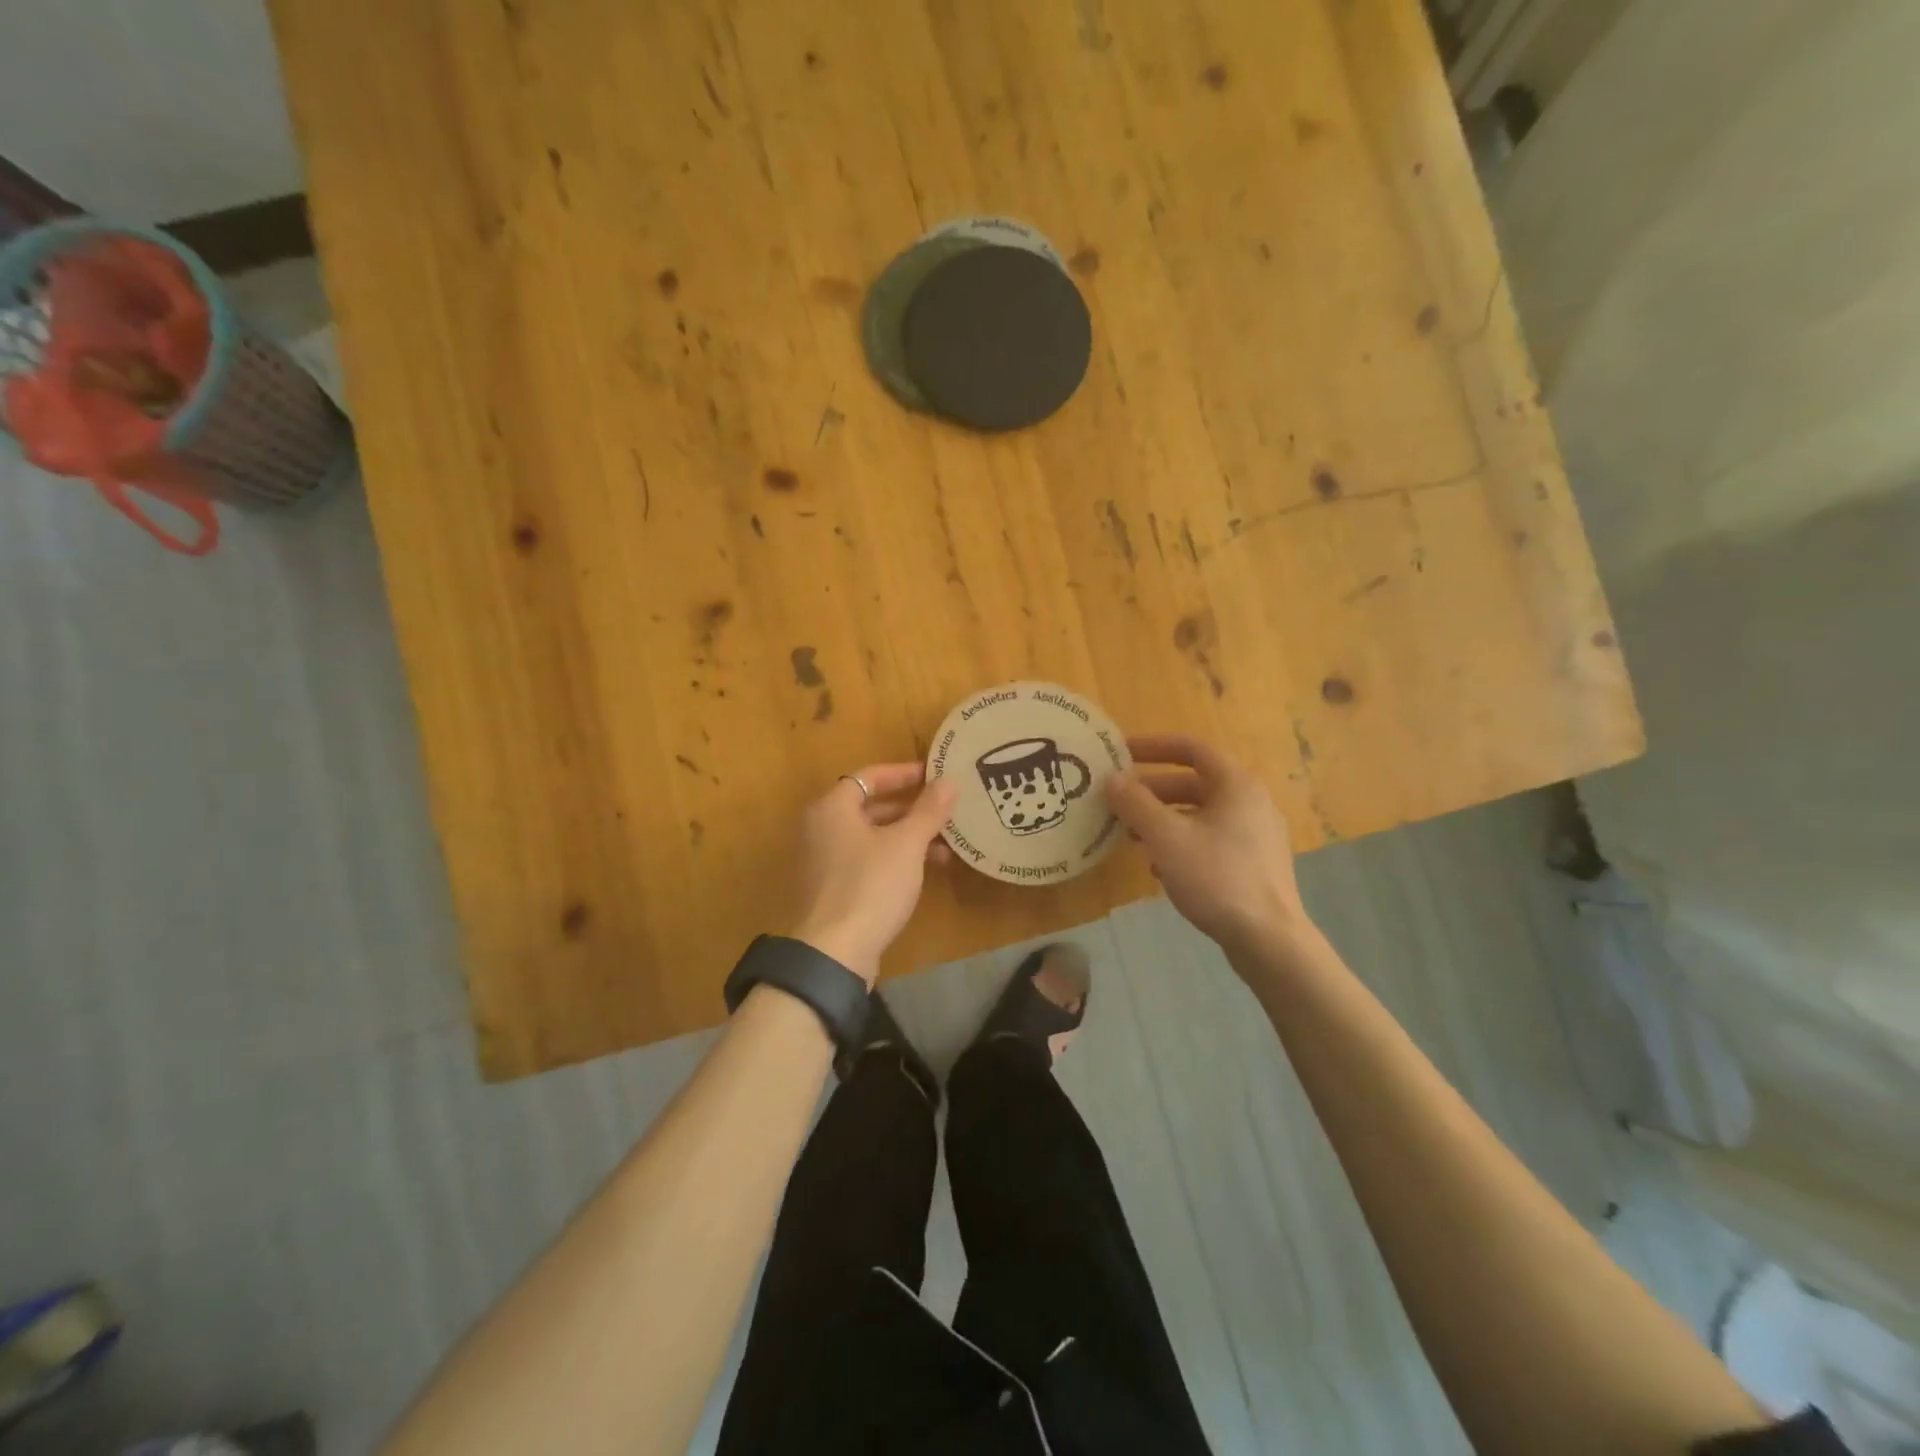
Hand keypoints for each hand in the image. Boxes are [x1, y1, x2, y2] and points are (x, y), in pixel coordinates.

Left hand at [788, 763, 956, 984]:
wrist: (834, 952)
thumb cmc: (870, 886)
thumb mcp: (907, 845)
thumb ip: (928, 811)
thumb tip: (949, 781)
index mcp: (832, 808)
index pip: (869, 776)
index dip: (903, 773)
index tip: (934, 775)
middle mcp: (821, 828)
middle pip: (869, 807)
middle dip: (910, 809)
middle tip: (944, 810)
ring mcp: (823, 861)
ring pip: (871, 837)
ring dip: (906, 837)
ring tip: (945, 847)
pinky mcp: (831, 889)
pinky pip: (866, 861)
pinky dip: (893, 859)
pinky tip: (923, 872)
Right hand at [1106, 735, 1312, 956]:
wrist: (1268, 939)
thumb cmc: (1216, 877)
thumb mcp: (1165, 837)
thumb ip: (1135, 803)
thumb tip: (1111, 779)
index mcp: (1236, 785)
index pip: (1192, 749)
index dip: (1154, 746)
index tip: (1121, 752)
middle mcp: (1250, 802)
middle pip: (1194, 783)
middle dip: (1152, 790)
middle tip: (1119, 801)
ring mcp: (1255, 835)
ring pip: (1200, 814)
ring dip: (1163, 819)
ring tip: (1131, 835)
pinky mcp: (1254, 864)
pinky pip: (1210, 839)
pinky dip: (1181, 842)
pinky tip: (1159, 867)